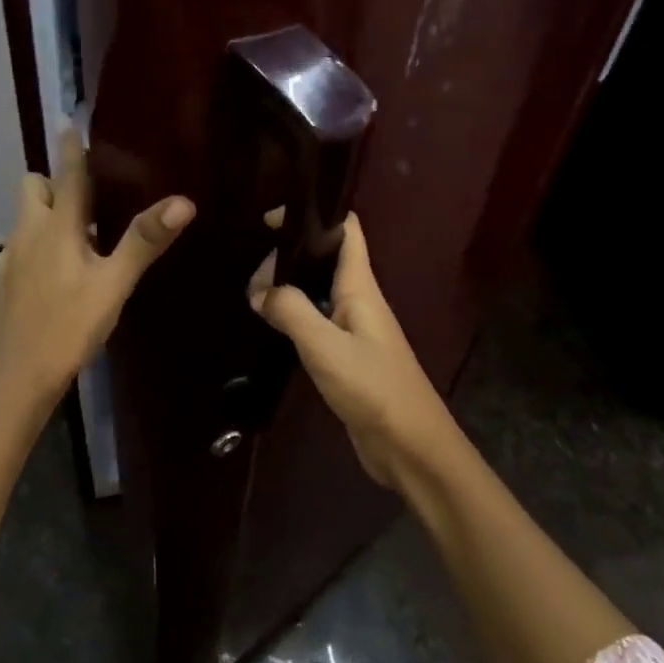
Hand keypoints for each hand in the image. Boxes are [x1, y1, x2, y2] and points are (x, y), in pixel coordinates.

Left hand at [0, 125, 193, 410]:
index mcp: (56, 226)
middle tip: (90, 192)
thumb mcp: (113, 284)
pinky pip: (22, 247)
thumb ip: (144, 241)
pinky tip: (59, 273)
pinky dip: (39, 245)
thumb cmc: (68, 326)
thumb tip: (183, 201)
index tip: (73, 122)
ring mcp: (9, 258)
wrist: (14, 378)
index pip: (66, 173)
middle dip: (55, 180)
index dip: (72, 148)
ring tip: (82, 232)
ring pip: (27, 218)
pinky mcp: (2, 282)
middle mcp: (27, 232)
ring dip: (48, 213)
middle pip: (34, 187)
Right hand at [249, 214, 458, 490]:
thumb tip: (260, 290)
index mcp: (361, 287)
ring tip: (253, 292)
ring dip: (290, 287)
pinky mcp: (348, 358)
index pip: (347, 231)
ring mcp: (355, 330)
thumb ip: (291, 311)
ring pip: (319, 292)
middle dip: (290, 256)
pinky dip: (294, 317)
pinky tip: (272, 326)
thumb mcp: (325, 346)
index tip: (275, 218)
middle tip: (252, 272)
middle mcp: (359, 301)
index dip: (317, 215)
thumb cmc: (373, 388)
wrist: (410, 447)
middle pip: (326, 260)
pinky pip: (317, 323)